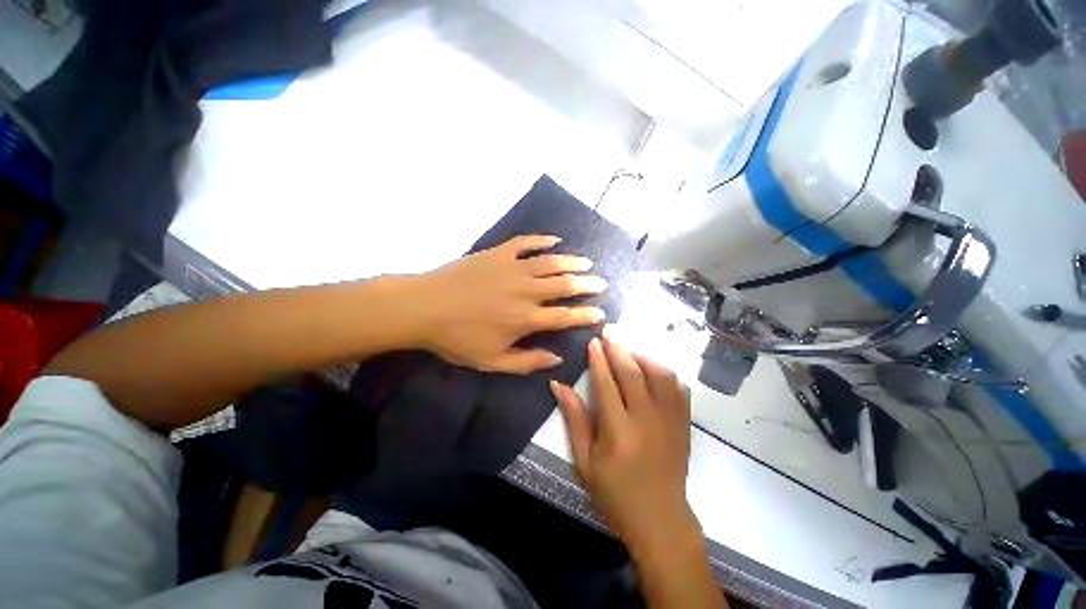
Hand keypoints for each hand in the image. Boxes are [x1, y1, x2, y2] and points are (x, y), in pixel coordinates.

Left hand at [411, 235, 607, 373]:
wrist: (425, 307)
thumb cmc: (458, 338)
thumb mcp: (492, 362)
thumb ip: (527, 362)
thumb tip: (557, 359)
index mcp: (526, 319)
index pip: (565, 316)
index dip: (586, 315)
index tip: (601, 313)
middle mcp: (526, 291)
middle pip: (565, 285)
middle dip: (587, 285)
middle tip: (600, 283)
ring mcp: (513, 268)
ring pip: (551, 263)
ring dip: (572, 262)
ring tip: (587, 262)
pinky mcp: (498, 253)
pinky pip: (526, 243)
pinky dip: (542, 240)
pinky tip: (555, 240)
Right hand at [551, 332, 695, 552]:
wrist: (660, 520)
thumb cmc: (615, 494)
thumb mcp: (584, 461)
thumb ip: (574, 419)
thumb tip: (558, 385)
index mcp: (619, 432)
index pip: (607, 383)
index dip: (598, 359)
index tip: (593, 341)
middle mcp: (647, 420)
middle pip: (633, 373)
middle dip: (619, 348)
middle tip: (610, 331)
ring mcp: (671, 421)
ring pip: (660, 375)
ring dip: (643, 356)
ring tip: (628, 350)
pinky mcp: (684, 424)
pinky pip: (679, 388)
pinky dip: (665, 373)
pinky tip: (653, 369)